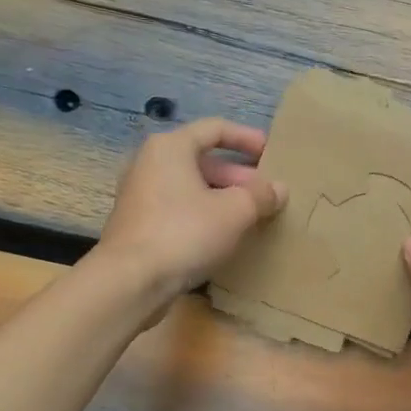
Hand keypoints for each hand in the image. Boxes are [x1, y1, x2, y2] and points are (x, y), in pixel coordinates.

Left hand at [97, 118, 285, 300]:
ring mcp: (141, 195)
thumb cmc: (185, 232)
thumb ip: (260, 195)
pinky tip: (225, 237)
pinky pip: (180, 210)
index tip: (272, 152)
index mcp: (171, 148)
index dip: (247, 138)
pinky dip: (205, 215)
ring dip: (224, 198)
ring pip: (192, 188)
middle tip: (267, 193)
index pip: (215, 129)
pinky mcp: (139, 225)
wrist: (131, 281)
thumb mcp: (235, 211)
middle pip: (203, 160)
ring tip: (252, 217)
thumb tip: (278, 189)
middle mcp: (150, 164)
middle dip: (239, 176)